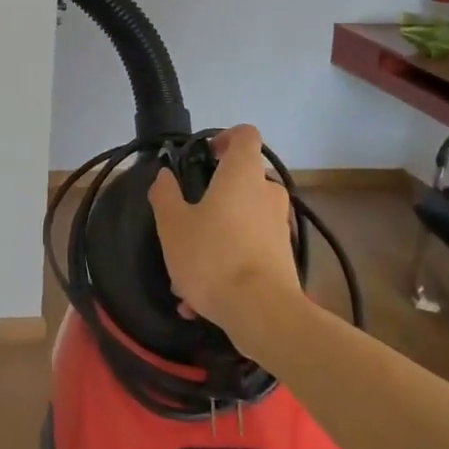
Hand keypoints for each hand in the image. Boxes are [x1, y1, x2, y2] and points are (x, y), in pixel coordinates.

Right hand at [148, 125, 299, 348]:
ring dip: (217, 236)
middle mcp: (267, 193)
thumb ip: (165, 194)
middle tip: (187, 218)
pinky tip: (200, 301)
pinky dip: (228, 263)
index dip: (224, 137)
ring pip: (243, 220)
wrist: (263, 313)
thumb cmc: (213, 257)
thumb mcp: (173, 225)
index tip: (204, 156)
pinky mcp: (284, 258)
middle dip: (215, 195)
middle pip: (244, 179)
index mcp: (242, 174)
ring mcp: (280, 227)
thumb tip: (165, 175)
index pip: (245, 134)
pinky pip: (249, 251)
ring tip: (186, 273)